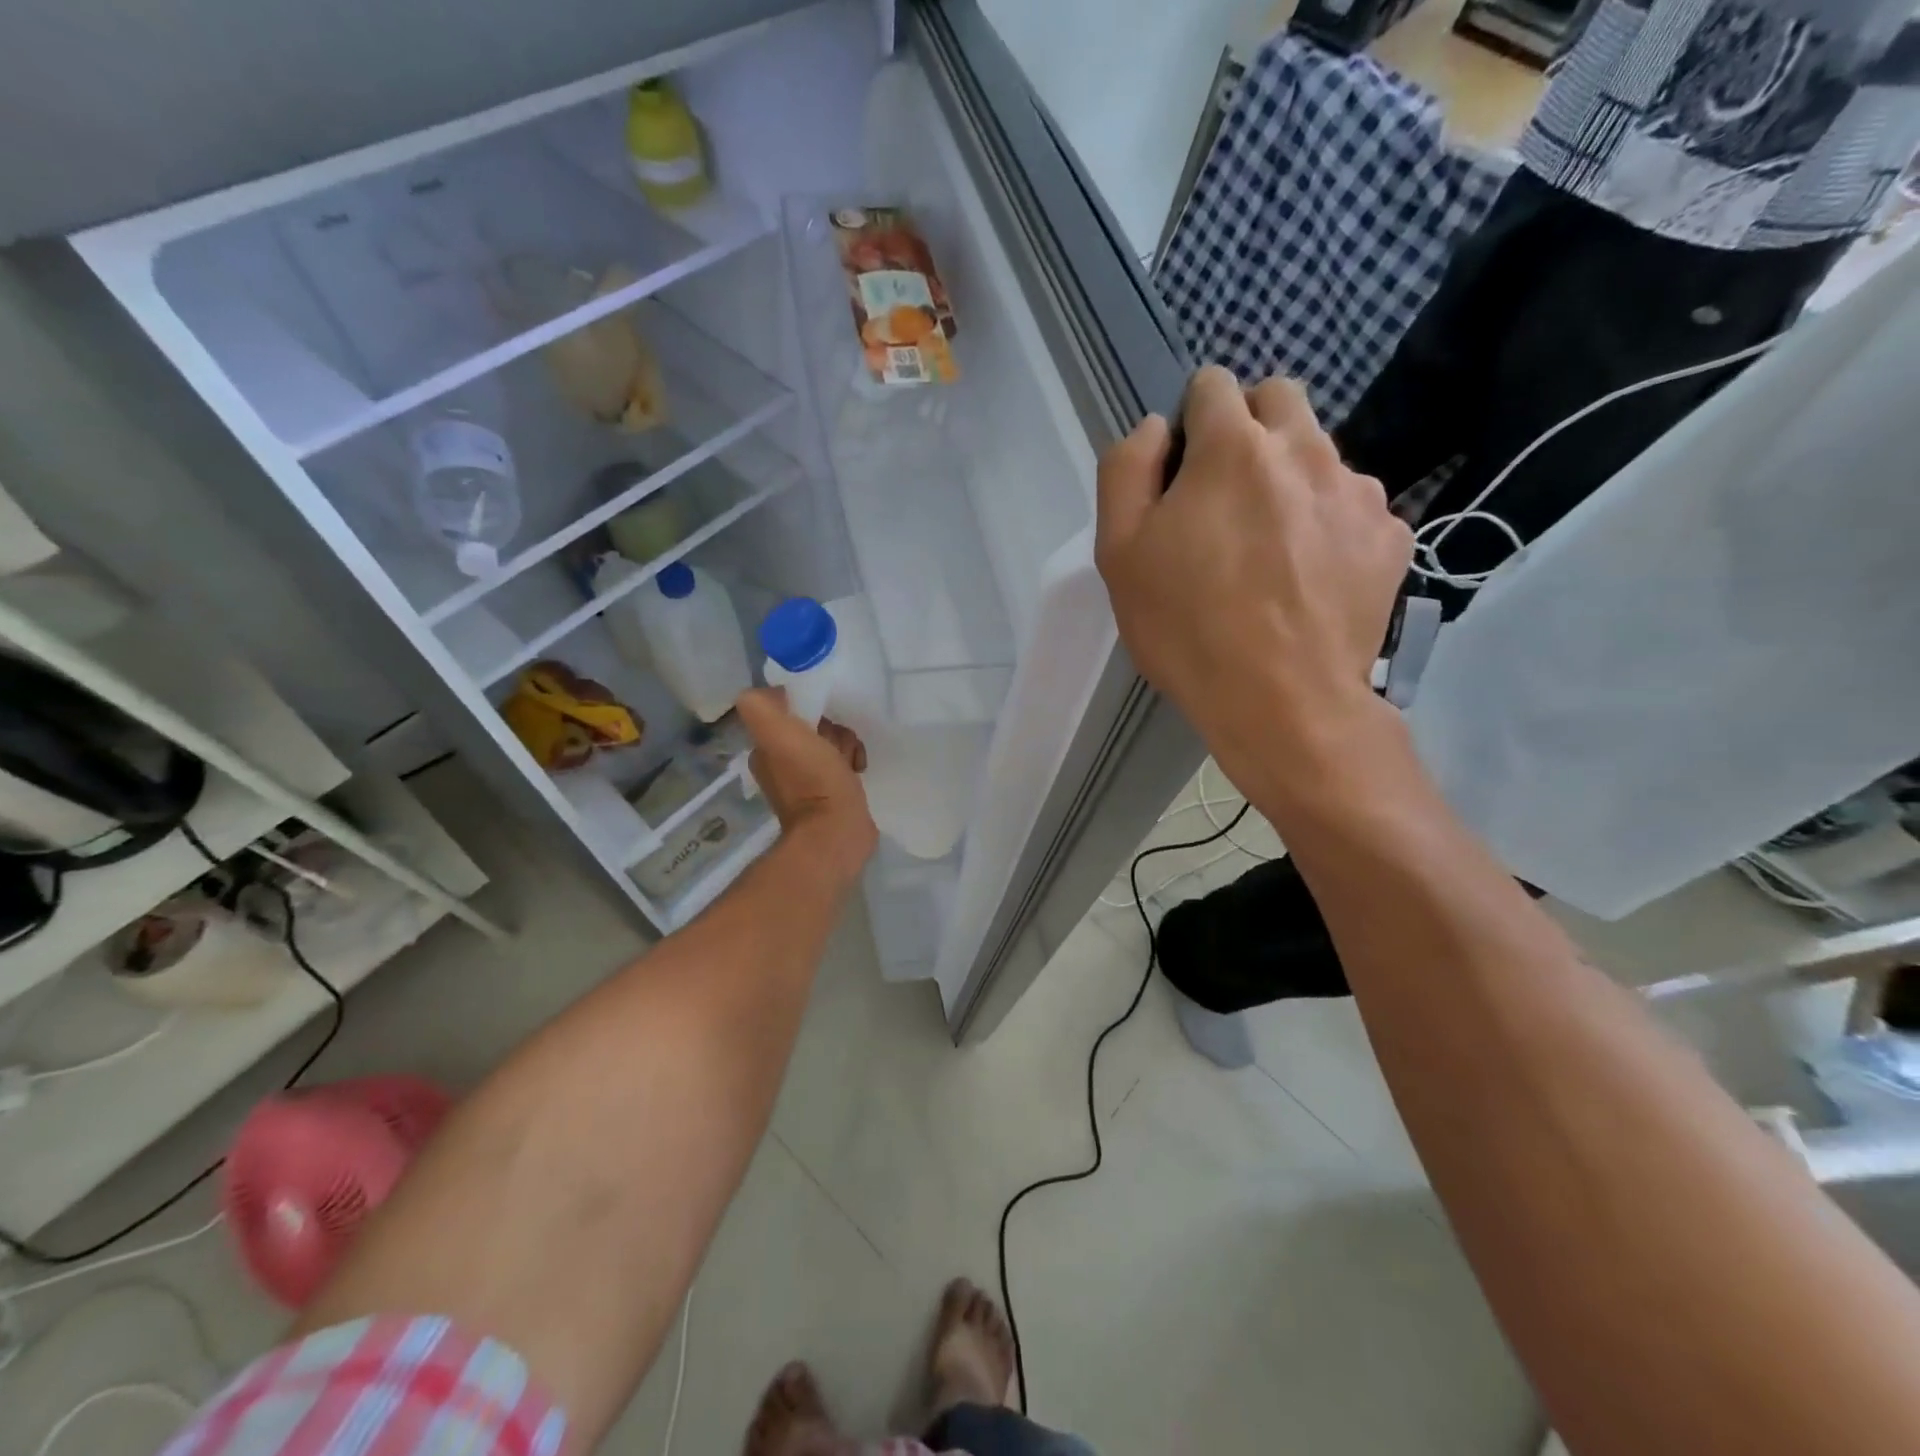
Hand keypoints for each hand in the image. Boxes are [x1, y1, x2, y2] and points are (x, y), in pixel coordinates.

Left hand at [735, 688, 876, 875]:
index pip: (790, 711)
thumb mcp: (779, 734)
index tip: (822, 720)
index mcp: (766, 749)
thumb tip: (776, 692)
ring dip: (846, 744)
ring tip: (852, 761)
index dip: (809, 708)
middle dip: (832, 729)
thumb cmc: (812, 780)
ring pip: (831, 742)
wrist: (838, 832)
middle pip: (813, 726)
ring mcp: (807, 780)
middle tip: (838, 744)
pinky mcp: (831, 793)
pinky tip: (858, 770)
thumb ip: (761, 706)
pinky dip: (853, 761)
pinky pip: (843, 763)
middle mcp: (781, 764)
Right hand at [1095, 368, 1412, 790]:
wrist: (1282, 702)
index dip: (1189, 423)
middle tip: (1225, 498)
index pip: (1212, 384)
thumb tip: (1153, 428)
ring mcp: (1357, 490)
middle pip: (1277, 398)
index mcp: (1233, 446)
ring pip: (1319, 452)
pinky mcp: (1390, 534)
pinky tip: (1309, 575)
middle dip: (1247, 429)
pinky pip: (1353, 505)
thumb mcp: (1119, 552)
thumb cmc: (1187, 628)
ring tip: (1270, 549)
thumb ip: (1125, 470)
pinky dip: (1328, 523)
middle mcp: (1305, 448)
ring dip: (1290, 477)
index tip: (1181, 475)